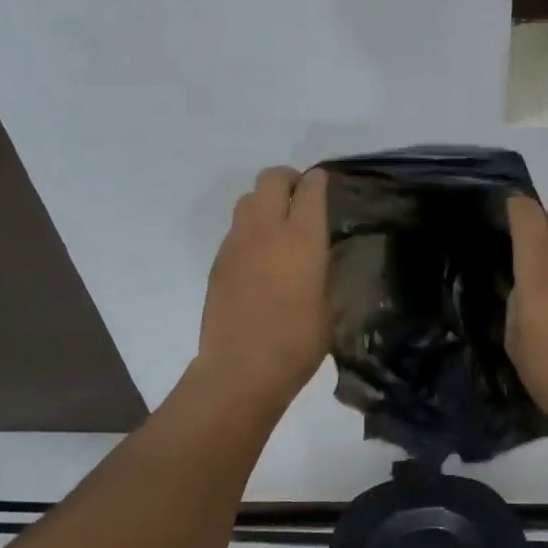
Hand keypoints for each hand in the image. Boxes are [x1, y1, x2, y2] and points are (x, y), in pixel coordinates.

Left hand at [193, 166, 332, 413]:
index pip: (310, 189)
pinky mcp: (218, 261)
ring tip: (277, 223)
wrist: (241, 369)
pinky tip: (259, 255)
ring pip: (248, 198)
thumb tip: (320, 255)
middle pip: (271, 179)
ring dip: (265, 200)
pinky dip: (250, 229)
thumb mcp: (328, 304)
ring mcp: (237, 243)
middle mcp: (267, 229)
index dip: (318, 180)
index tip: (323, 182)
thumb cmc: (297, 341)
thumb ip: (324, 270)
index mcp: (302, 238)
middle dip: (287, 179)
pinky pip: (235, 228)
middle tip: (299, 196)